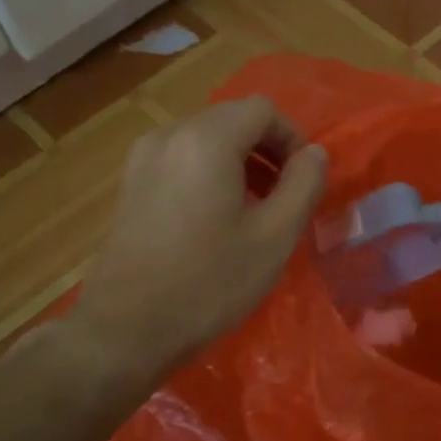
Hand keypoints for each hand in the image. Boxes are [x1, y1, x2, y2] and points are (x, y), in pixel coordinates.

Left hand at [76, 96, 326, 380]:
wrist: (126, 330)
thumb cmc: (209, 283)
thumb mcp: (274, 237)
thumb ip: (304, 184)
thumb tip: (315, 153)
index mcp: (206, 140)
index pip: (262, 110)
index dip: (293, 138)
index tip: (305, 179)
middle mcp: (170, 136)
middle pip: (232, 120)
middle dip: (268, 149)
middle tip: (287, 195)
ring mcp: (143, 159)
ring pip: (207, 140)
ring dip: (241, 162)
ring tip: (257, 208)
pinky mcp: (131, 184)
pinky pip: (183, 159)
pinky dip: (211, 173)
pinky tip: (218, 218)